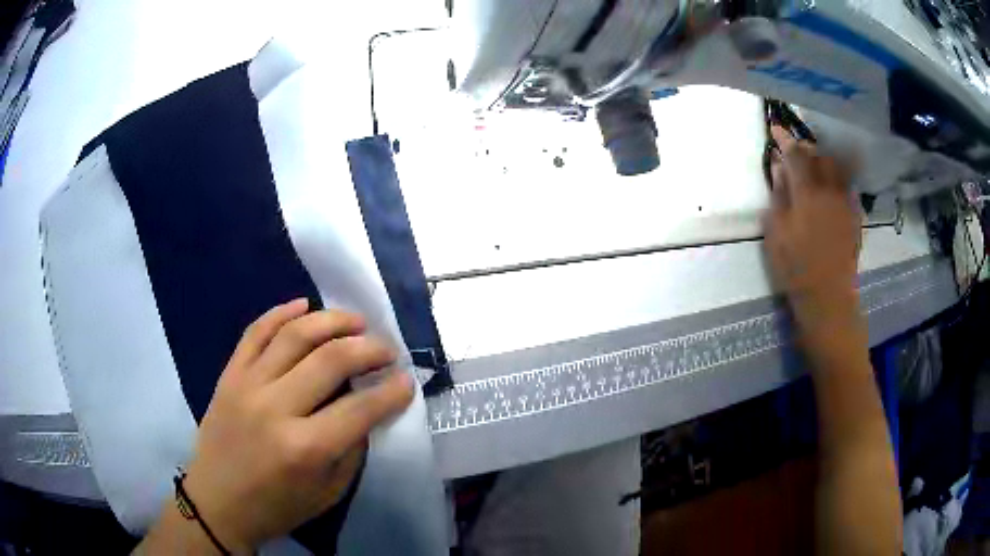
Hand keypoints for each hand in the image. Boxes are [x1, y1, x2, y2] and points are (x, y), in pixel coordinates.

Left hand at [181, 299, 413, 552]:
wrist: (216, 502)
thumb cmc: (276, 506)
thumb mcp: (328, 492)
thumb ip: (351, 449)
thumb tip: (366, 408)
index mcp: (305, 449)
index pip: (360, 409)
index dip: (391, 392)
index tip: (407, 381)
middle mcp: (275, 409)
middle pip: (330, 360)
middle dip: (369, 348)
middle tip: (387, 349)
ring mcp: (247, 385)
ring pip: (294, 335)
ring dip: (332, 320)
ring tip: (355, 321)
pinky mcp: (228, 375)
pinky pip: (255, 332)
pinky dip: (280, 312)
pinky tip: (303, 305)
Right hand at [764, 126, 863, 343]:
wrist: (828, 297)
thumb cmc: (795, 268)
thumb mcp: (776, 233)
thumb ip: (778, 195)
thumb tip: (778, 165)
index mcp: (807, 193)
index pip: (796, 154)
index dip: (785, 138)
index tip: (775, 128)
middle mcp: (830, 190)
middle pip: (820, 155)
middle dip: (806, 147)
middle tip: (795, 150)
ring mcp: (845, 202)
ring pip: (837, 167)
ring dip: (823, 159)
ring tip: (814, 164)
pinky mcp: (854, 215)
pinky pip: (847, 185)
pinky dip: (837, 177)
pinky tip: (831, 185)